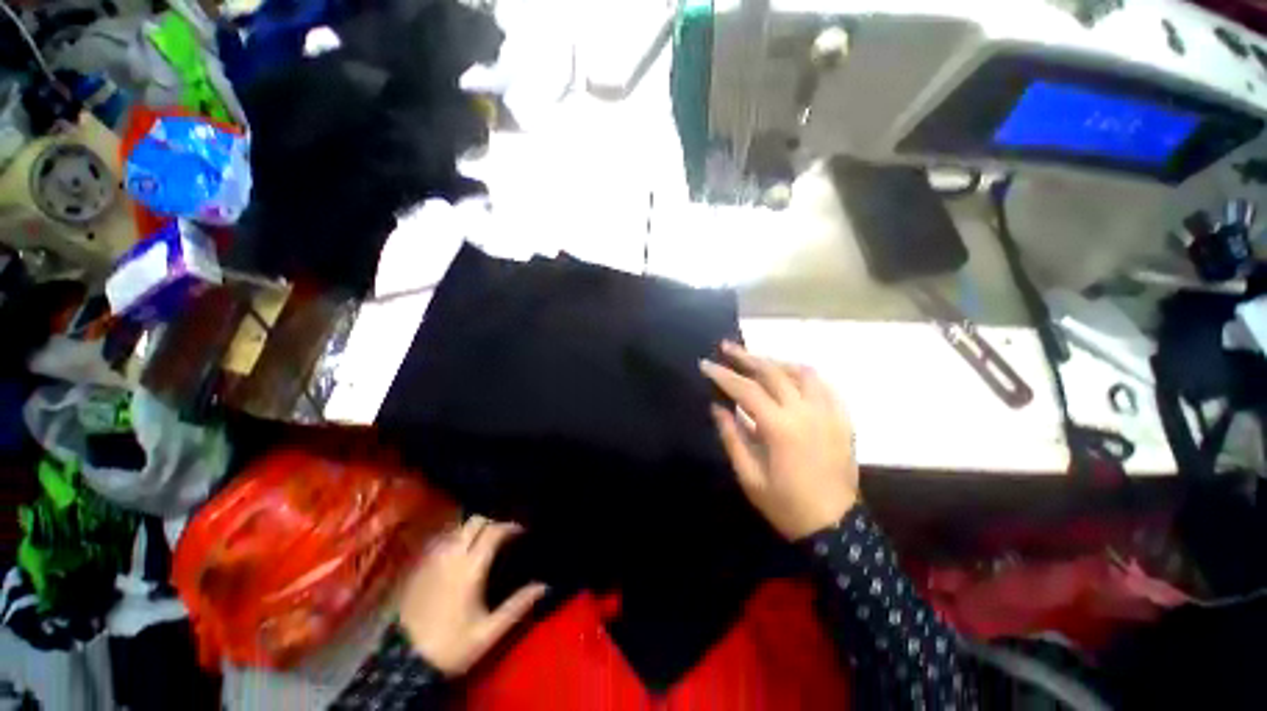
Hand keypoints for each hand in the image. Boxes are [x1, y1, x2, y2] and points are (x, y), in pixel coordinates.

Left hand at [397, 516, 546, 676]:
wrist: (402, 663)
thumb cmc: (451, 646)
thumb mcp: (488, 632)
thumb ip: (517, 606)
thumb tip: (544, 586)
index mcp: (471, 568)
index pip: (493, 531)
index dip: (510, 526)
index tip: (521, 532)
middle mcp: (451, 556)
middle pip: (474, 522)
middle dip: (492, 523)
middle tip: (503, 535)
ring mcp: (432, 559)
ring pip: (457, 528)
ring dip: (473, 529)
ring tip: (483, 542)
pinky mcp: (419, 566)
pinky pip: (441, 540)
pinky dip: (455, 538)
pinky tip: (460, 553)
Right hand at [700, 341, 858, 540]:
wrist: (836, 526)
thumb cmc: (786, 504)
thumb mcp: (749, 476)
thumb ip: (732, 436)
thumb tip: (717, 407)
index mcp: (780, 427)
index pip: (746, 389)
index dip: (723, 375)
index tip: (705, 363)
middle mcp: (805, 411)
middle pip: (772, 372)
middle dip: (746, 356)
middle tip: (726, 346)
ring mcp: (828, 412)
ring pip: (800, 372)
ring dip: (775, 361)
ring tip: (756, 359)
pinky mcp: (842, 418)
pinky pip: (823, 385)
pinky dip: (803, 374)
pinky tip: (790, 375)